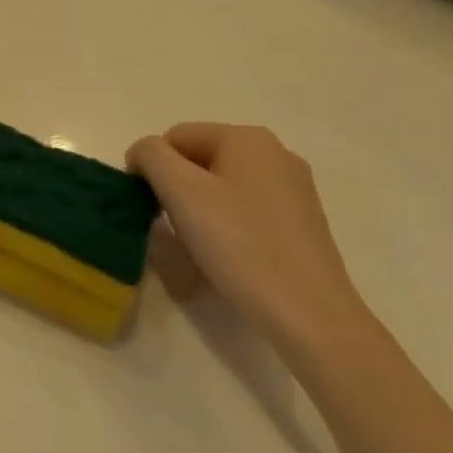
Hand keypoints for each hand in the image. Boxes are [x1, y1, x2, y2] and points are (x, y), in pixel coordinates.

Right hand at [127, 123, 366, 352]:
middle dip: (177, 191)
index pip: (174, 137)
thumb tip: (143, 154)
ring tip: (199, 249)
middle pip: (199, 160)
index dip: (152, 170)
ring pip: (221, 187)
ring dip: (199, 212)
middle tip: (173, 231)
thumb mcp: (180, 191)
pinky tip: (227, 259)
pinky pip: (245, 210)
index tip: (150, 209)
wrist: (310, 314)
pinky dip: (226, 227)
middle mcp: (275, 153)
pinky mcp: (301, 222)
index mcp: (246, 138)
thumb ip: (151, 156)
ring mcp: (293, 188)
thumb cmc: (239, 245)